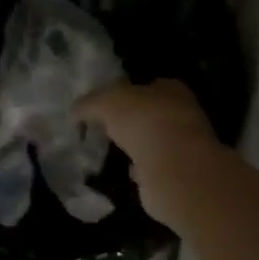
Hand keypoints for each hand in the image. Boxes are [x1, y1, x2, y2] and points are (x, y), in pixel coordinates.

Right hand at [77, 80, 222, 224]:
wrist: (173, 169)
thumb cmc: (144, 122)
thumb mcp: (107, 102)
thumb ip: (90, 103)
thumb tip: (76, 110)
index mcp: (170, 89)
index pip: (146, 85)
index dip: (124, 93)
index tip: (103, 105)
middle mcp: (181, 115)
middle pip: (150, 114)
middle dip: (130, 121)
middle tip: (103, 128)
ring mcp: (182, 146)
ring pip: (153, 141)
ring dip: (136, 146)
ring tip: (111, 151)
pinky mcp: (177, 174)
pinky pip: (153, 168)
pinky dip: (141, 169)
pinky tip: (126, 172)